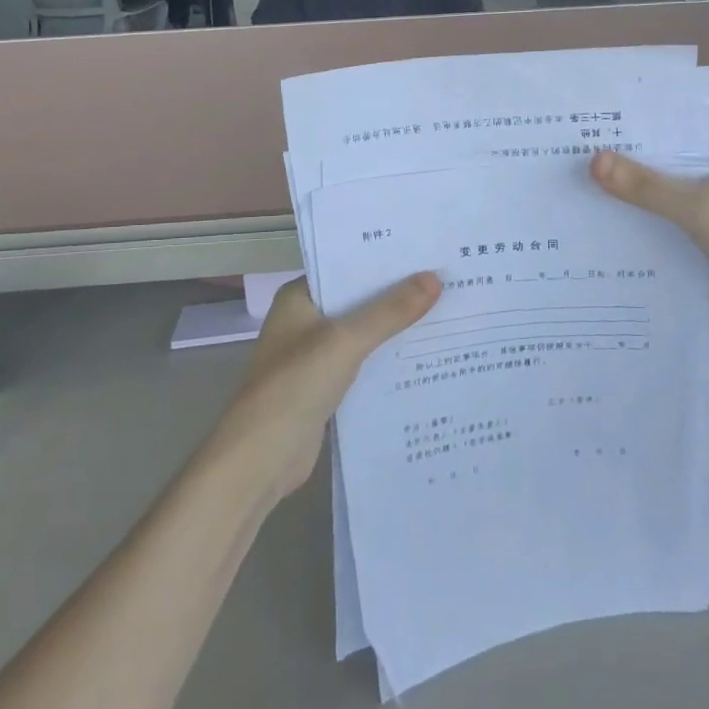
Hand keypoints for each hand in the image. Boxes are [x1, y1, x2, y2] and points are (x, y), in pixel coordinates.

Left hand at [212, 273, 440, 501]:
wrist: (262, 457)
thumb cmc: (296, 385)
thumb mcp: (346, 341)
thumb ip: (390, 311)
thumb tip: (434, 278)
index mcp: (299, 298)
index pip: (345, 267)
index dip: (383, 260)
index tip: (424, 251)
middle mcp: (305, 321)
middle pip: (358, 300)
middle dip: (397, 294)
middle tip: (446, 278)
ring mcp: (314, 356)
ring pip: (363, 333)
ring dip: (395, 327)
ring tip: (446, 310)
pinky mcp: (326, 387)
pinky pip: (364, 363)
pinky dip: (388, 358)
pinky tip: (425, 354)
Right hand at [591, 132, 708, 342]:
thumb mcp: (699, 207)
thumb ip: (645, 186)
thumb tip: (592, 160)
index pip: (676, 127)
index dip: (636, 125)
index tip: (590, 123)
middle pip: (666, 165)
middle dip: (624, 165)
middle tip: (568, 159)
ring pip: (664, 201)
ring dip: (631, 202)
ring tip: (574, 194)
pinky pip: (668, 233)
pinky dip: (642, 233)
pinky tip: (600, 235)